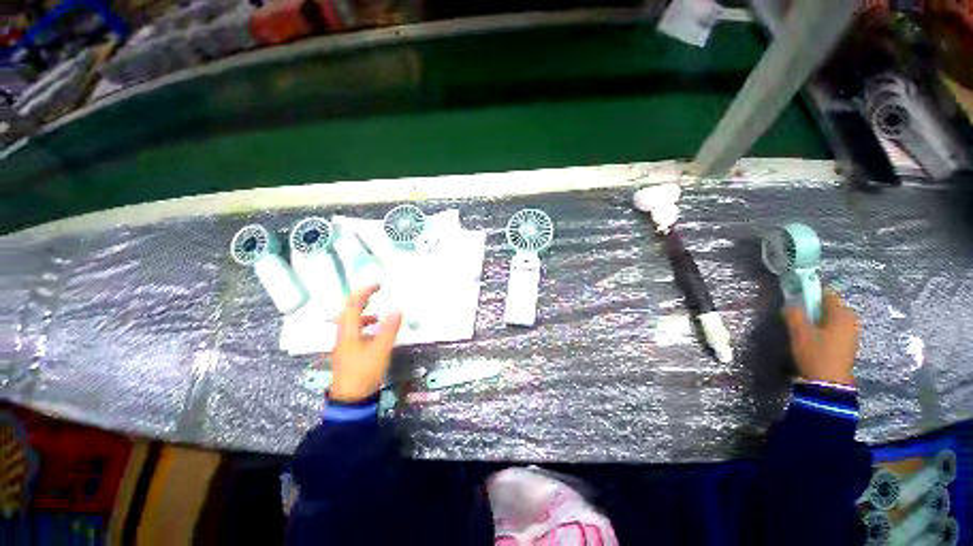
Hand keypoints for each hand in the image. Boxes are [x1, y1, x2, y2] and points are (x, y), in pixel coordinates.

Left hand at [330, 285, 402, 402]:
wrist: (351, 400)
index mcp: (348, 331)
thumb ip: (389, 328)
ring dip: (364, 314)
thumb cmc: (365, 372)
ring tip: (378, 316)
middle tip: (376, 294)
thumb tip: (397, 308)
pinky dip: (365, 327)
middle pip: (349, 311)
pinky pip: (354, 333)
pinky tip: (375, 335)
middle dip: (362, 300)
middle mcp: (343, 335)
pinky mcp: (347, 353)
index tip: (379, 285)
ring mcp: (344, 345)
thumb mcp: (381, 349)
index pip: (353, 304)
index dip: (365, 292)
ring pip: (351, 323)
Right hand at [784, 292, 859, 385]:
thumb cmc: (815, 354)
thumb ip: (794, 314)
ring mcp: (853, 334)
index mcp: (841, 313)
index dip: (811, 293)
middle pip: (831, 306)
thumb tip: (790, 303)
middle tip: (798, 316)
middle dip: (815, 308)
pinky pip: (837, 329)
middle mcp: (851, 320)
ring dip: (820, 319)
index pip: (827, 294)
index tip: (796, 299)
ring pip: (834, 319)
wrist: (829, 384)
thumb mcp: (799, 332)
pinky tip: (814, 339)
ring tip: (804, 329)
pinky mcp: (850, 345)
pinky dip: (825, 329)